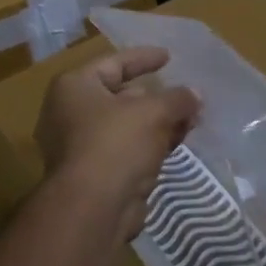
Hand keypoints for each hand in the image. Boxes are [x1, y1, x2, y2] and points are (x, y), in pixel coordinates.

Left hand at [35, 46, 199, 240]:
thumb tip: (195, 94)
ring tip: (192, 118)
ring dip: (159, 122)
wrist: (93, 208)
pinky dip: (151, 144)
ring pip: (127, 126)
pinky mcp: (95, 174)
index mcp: (74, 87)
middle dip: (157, 96)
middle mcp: (70, 113)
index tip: (169, 56)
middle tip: (187, 95)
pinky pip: (127, 149)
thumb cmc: (116, 143)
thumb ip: (177, 98)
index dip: (144, 58)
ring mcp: (80, 146)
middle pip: (121, 95)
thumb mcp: (153, 112)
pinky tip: (178, 142)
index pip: (114, 63)